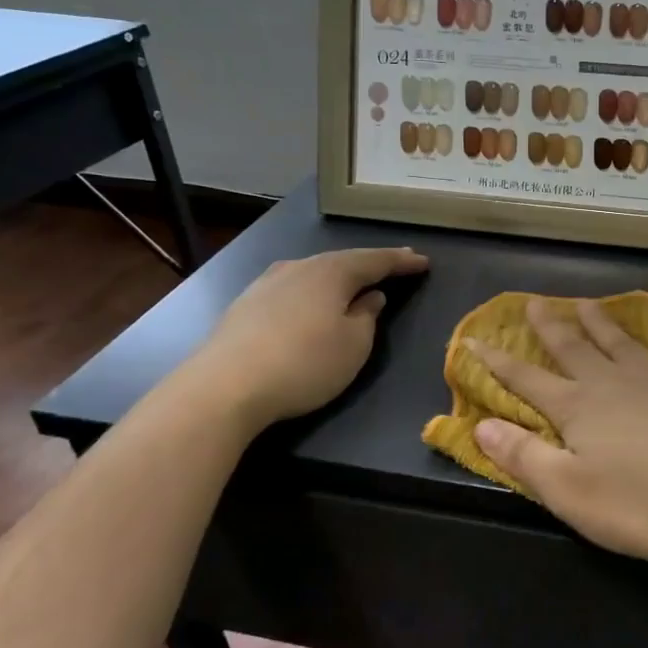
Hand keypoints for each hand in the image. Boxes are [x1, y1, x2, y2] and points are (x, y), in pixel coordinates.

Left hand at [190, 247, 427, 428]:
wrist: (223, 387)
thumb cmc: (304, 364)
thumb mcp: (354, 345)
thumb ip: (367, 316)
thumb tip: (369, 297)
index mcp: (332, 272)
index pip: (376, 260)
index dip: (401, 262)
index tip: (424, 262)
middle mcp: (299, 267)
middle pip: (343, 261)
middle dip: (371, 264)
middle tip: (396, 264)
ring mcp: (267, 283)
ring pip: (314, 272)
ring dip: (338, 276)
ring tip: (355, 282)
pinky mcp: (245, 305)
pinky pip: (293, 288)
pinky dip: (312, 291)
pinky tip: (312, 301)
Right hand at [469, 298, 647, 560]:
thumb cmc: (645, 502)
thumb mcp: (571, 492)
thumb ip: (524, 457)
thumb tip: (480, 425)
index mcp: (579, 410)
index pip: (528, 382)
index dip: (498, 363)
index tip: (475, 339)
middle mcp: (614, 383)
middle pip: (575, 349)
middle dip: (551, 327)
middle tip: (536, 302)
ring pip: (623, 342)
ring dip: (603, 322)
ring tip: (588, 302)